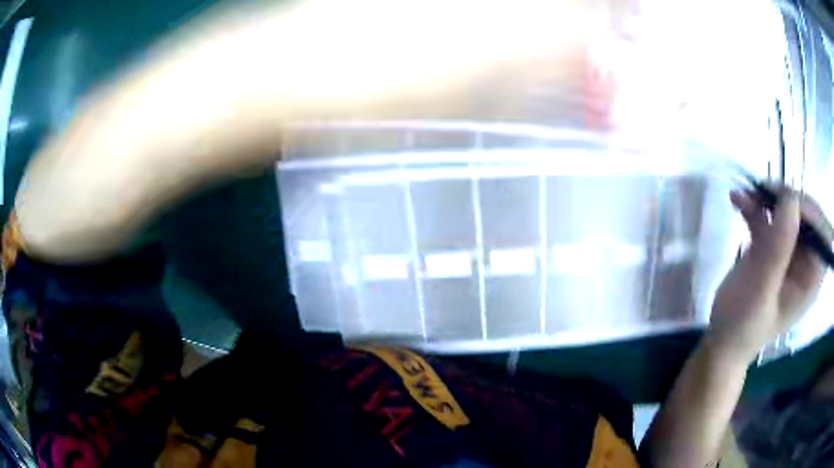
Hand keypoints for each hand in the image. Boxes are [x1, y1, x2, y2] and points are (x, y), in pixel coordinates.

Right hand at [707, 187, 832, 361]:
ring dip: (767, 198)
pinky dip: (754, 206)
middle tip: (763, 191)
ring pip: (786, 211)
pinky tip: (737, 201)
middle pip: (806, 216)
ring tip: (744, 195)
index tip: (787, 202)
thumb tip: (790, 197)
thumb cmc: (743, 325)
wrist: (721, 341)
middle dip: (787, 200)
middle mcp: (805, 261)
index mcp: (811, 278)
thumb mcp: (761, 290)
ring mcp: (788, 253)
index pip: (822, 234)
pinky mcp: (772, 247)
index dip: (810, 213)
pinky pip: (768, 217)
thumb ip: (779, 247)